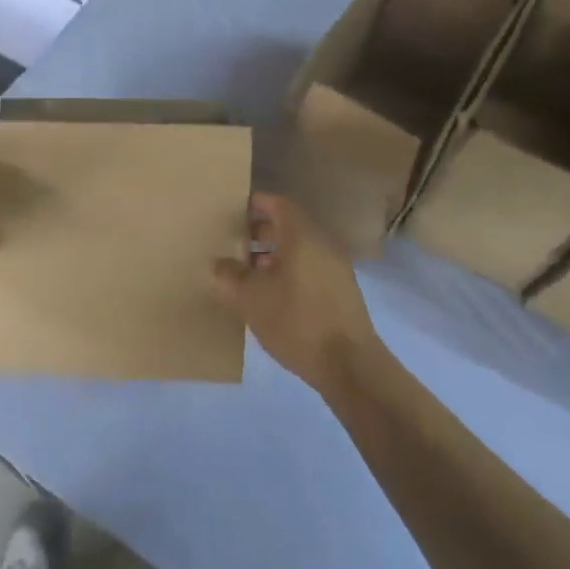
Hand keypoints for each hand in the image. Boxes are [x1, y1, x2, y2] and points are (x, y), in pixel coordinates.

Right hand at [213, 194, 383, 397]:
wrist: (348, 364)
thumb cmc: (296, 321)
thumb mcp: (251, 298)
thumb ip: (230, 275)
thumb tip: (221, 264)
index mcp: (302, 237)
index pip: (279, 204)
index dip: (256, 204)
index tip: (233, 211)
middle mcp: (323, 245)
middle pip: (289, 226)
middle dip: (260, 231)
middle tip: (233, 243)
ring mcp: (336, 269)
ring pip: (300, 250)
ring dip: (273, 254)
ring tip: (247, 272)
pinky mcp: (341, 292)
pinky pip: (310, 268)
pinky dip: (288, 271)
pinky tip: (270, 295)